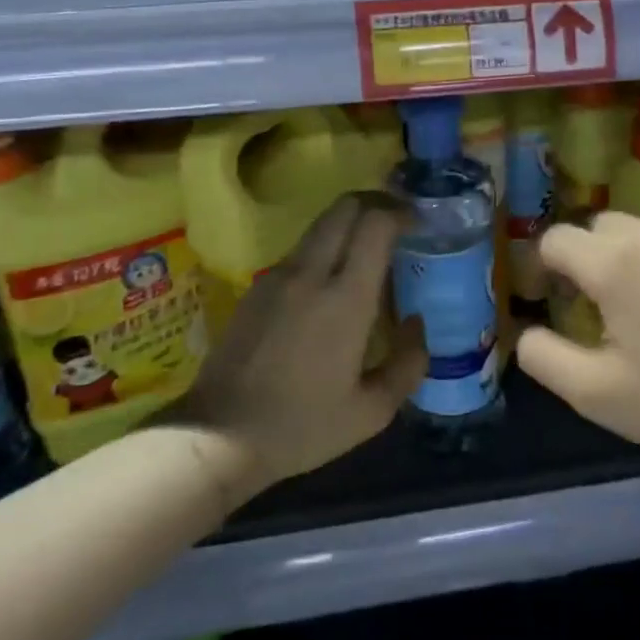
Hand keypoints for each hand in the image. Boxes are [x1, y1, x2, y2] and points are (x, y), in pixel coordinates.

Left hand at [174, 193, 426, 502]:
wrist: (220, 435)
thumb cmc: (302, 426)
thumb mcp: (371, 411)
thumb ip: (408, 363)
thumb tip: (416, 323)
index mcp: (345, 298)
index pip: (375, 223)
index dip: (400, 212)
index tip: (418, 222)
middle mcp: (311, 273)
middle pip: (345, 206)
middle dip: (376, 203)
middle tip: (397, 224)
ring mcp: (278, 275)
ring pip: (321, 225)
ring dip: (349, 225)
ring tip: (368, 254)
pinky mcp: (256, 286)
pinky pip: (300, 251)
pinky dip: (325, 249)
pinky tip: (330, 286)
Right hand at [517, 212, 639, 468]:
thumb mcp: (597, 394)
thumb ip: (543, 357)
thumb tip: (524, 331)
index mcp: (614, 263)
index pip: (555, 240)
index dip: (544, 270)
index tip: (556, 305)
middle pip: (595, 229)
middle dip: (585, 261)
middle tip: (599, 311)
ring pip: (636, 233)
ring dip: (624, 260)